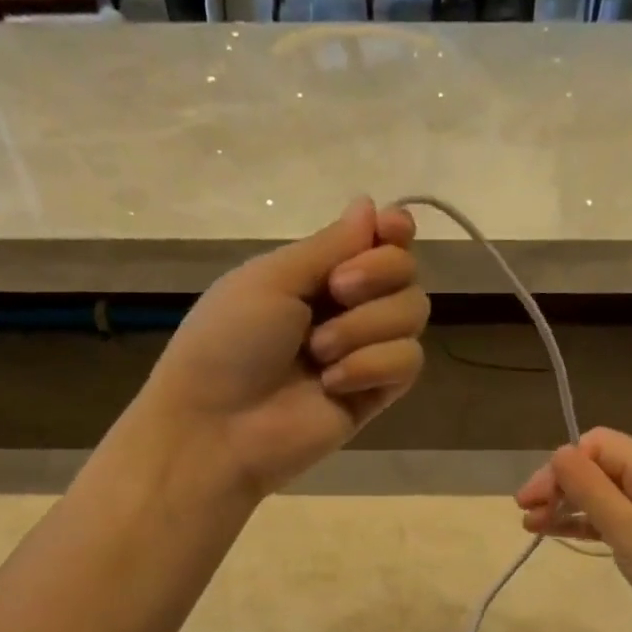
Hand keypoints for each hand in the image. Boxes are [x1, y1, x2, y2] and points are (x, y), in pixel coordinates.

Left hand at [139, 198, 425, 498]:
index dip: (394, 233)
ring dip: (366, 326)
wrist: (218, 426)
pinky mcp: (377, 394)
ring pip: (413, 314)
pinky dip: (372, 365)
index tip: (391, 230)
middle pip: (406, 273)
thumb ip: (329, 245)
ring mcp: (365, 352)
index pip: (379, 243)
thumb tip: (371, 205)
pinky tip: (333, 384)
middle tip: (336, 292)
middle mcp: (348, 309)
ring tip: (319, 353)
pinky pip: (408, 362)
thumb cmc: (229, 343)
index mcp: (317, 275)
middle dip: (378, 274)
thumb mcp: (271, 280)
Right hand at [516, 427, 631, 631]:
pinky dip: (581, 524)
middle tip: (525, 512)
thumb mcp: (626, 526)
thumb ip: (590, 488)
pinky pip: (608, 519)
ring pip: (598, 495)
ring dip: (564, 506)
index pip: (596, 445)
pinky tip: (554, 533)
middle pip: (595, 468)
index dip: (562, 465)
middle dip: (558, 486)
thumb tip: (558, 453)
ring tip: (530, 526)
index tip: (536, 497)